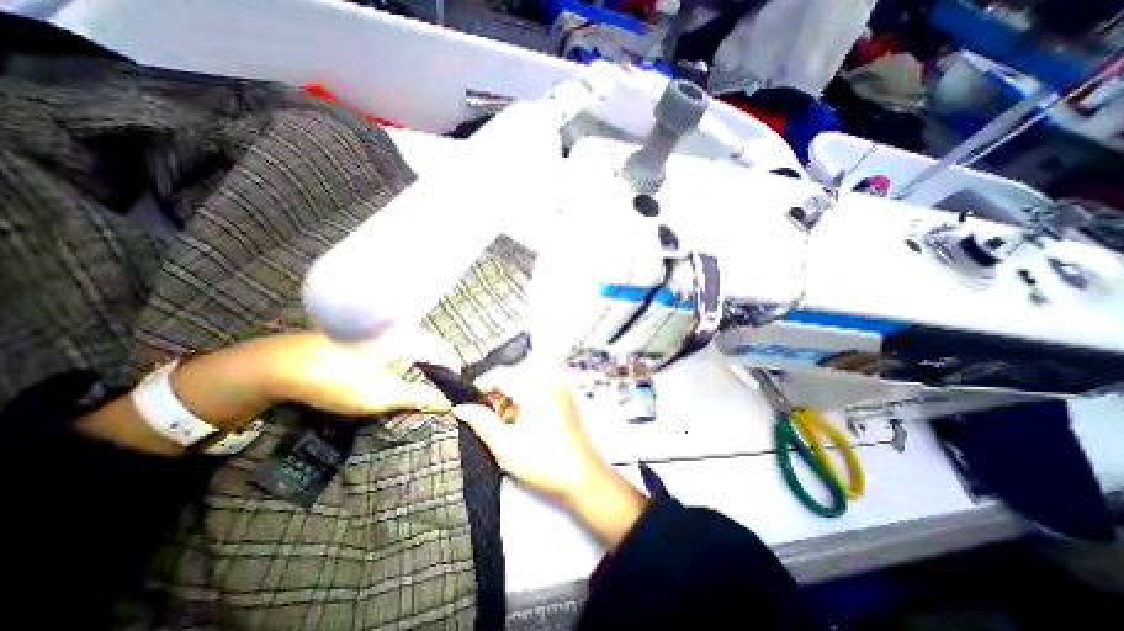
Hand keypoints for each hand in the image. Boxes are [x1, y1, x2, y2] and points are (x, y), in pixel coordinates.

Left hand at [276, 331, 454, 417]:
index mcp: (410, 337)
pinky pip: (400, 353)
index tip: (454, 398)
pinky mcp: (371, 339)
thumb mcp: (382, 394)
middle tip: (436, 401)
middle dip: (437, 377)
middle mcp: (403, 329)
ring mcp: (386, 332)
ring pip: (416, 353)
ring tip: (418, 397)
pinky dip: (404, 370)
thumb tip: (448, 404)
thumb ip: (420, 398)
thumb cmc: (338, 379)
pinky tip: (395, 385)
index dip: (453, 377)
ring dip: (420, 374)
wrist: (278, 366)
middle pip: (433, 353)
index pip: (446, 354)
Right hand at [450, 369, 649, 547]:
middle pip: (513, 376)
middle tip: (482, 415)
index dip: (481, 386)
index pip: (501, 374)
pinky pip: (537, 390)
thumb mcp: (504, 444)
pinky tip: (518, 422)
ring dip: (509, 398)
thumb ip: (480, 422)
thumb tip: (461, 409)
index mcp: (536, 387)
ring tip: (502, 423)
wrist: (581, 478)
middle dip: (495, 394)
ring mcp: (559, 389)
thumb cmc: (544, 463)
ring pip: (524, 383)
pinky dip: (523, 401)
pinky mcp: (564, 398)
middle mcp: (550, 381)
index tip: (468, 402)